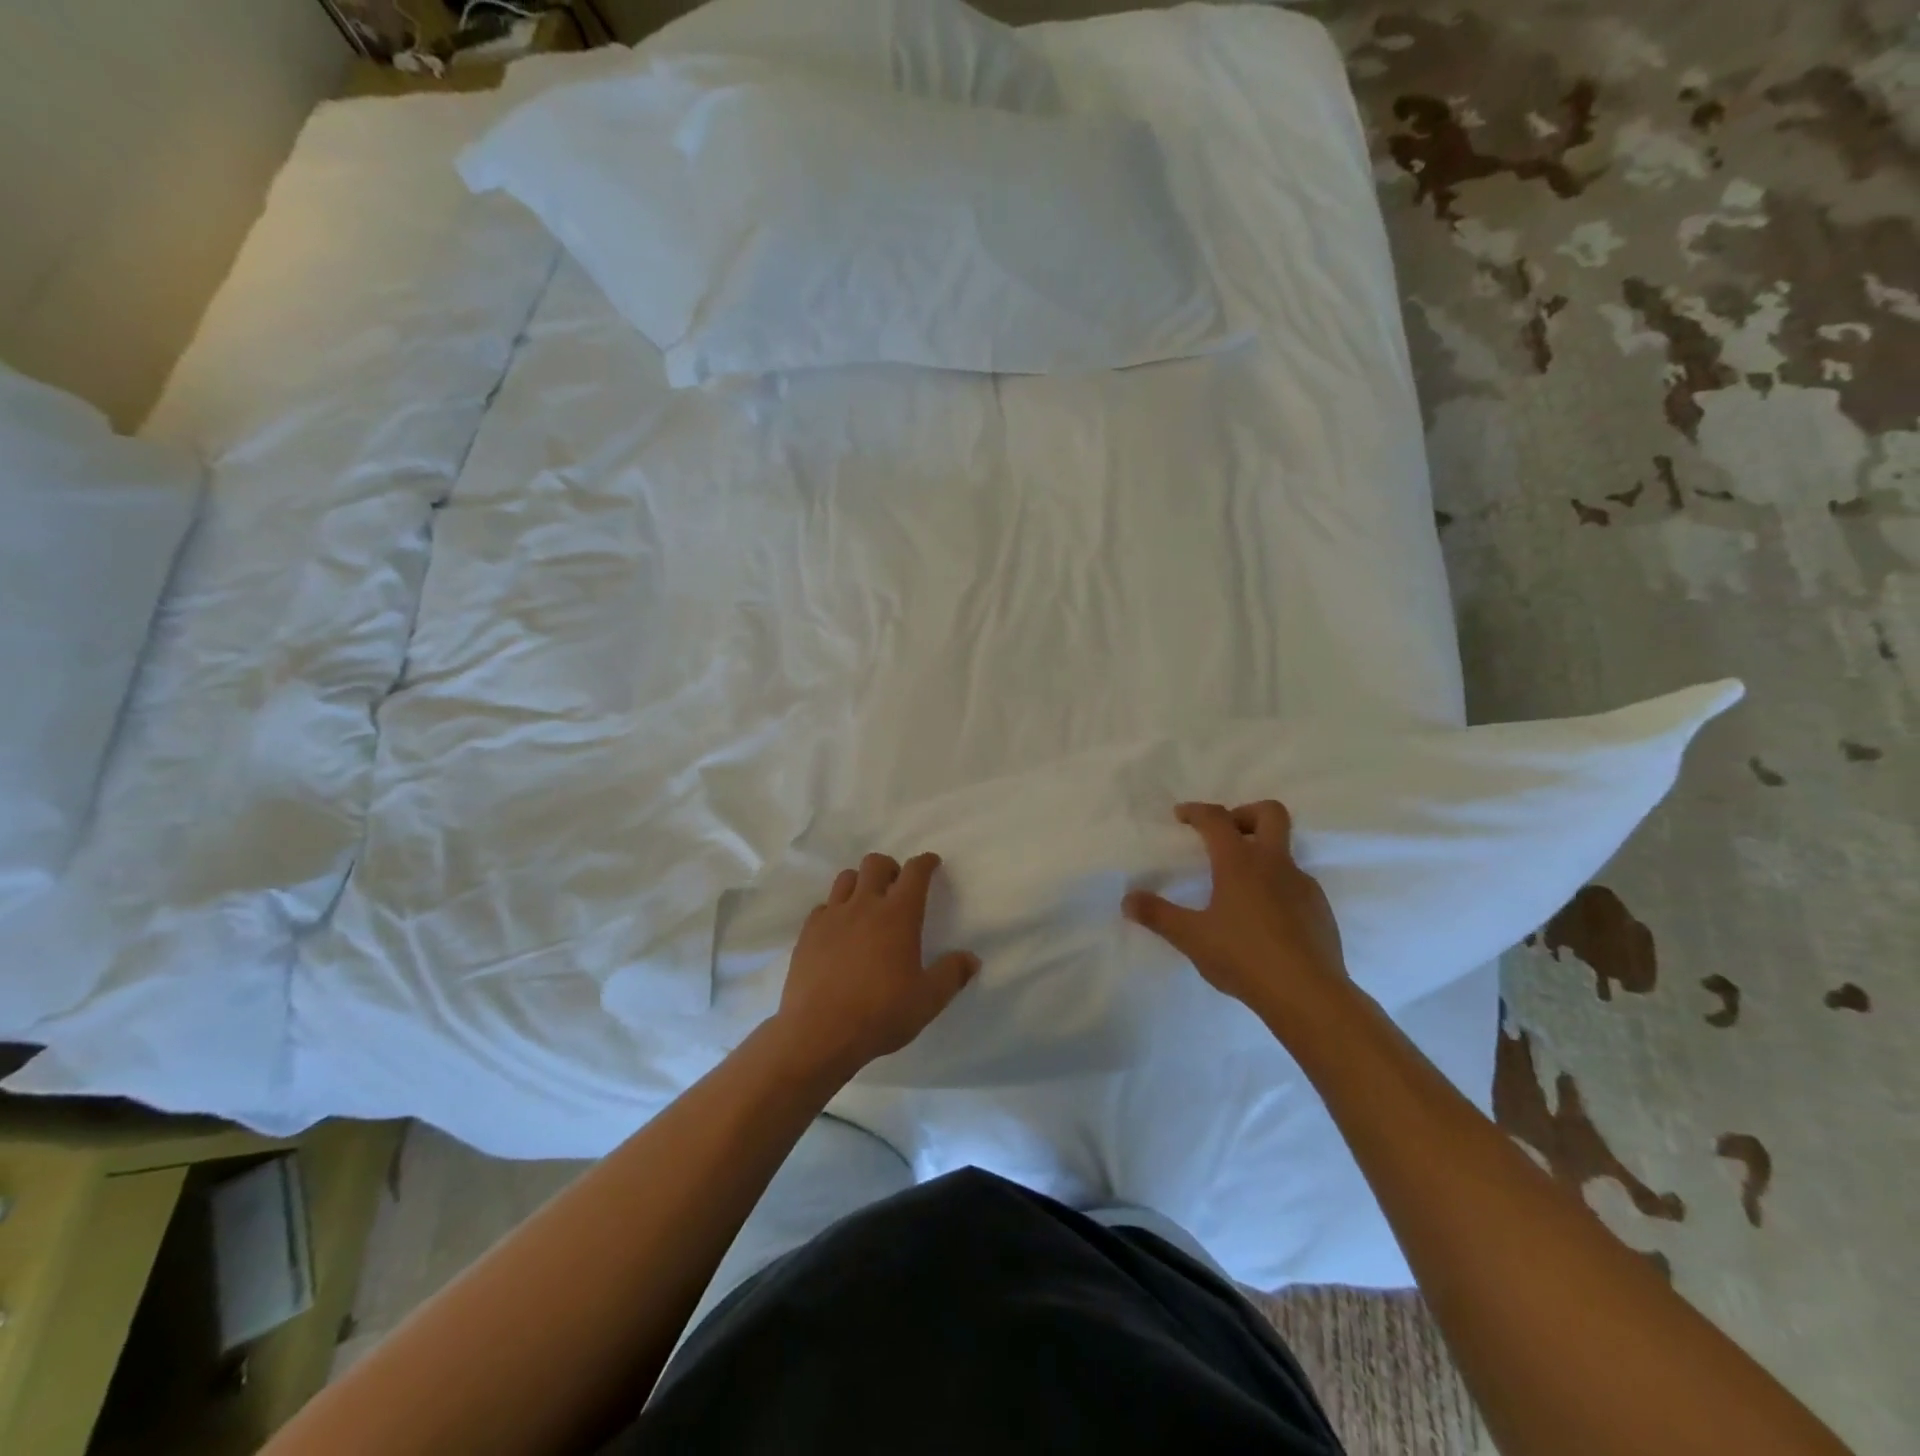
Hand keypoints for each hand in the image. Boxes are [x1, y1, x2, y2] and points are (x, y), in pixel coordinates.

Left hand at [772, 852, 979, 1080]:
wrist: (819, 1032)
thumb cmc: (881, 1013)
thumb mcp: (928, 1000)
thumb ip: (951, 975)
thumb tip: (971, 959)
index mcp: (898, 915)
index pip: (915, 872)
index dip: (925, 862)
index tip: (931, 863)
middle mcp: (864, 905)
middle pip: (876, 864)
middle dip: (891, 867)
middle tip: (897, 886)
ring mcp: (832, 916)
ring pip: (846, 878)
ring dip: (861, 882)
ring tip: (867, 903)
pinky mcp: (808, 933)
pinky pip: (823, 906)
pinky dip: (835, 909)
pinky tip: (839, 930)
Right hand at [1123, 801, 1348, 1032]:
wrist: (1308, 995)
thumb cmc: (1243, 957)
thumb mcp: (1191, 937)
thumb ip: (1157, 915)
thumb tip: (1127, 899)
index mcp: (1240, 863)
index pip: (1217, 819)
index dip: (1196, 811)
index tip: (1181, 815)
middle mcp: (1275, 864)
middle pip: (1270, 813)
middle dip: (1244, 814)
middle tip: (1224, 835)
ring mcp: (1303, 886)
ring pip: (1284, 852)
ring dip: (1261, 855)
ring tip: (1237, 887)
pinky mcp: (1320, 910)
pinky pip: (1295, 884)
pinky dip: (1276, 886)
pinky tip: (1263, 919)